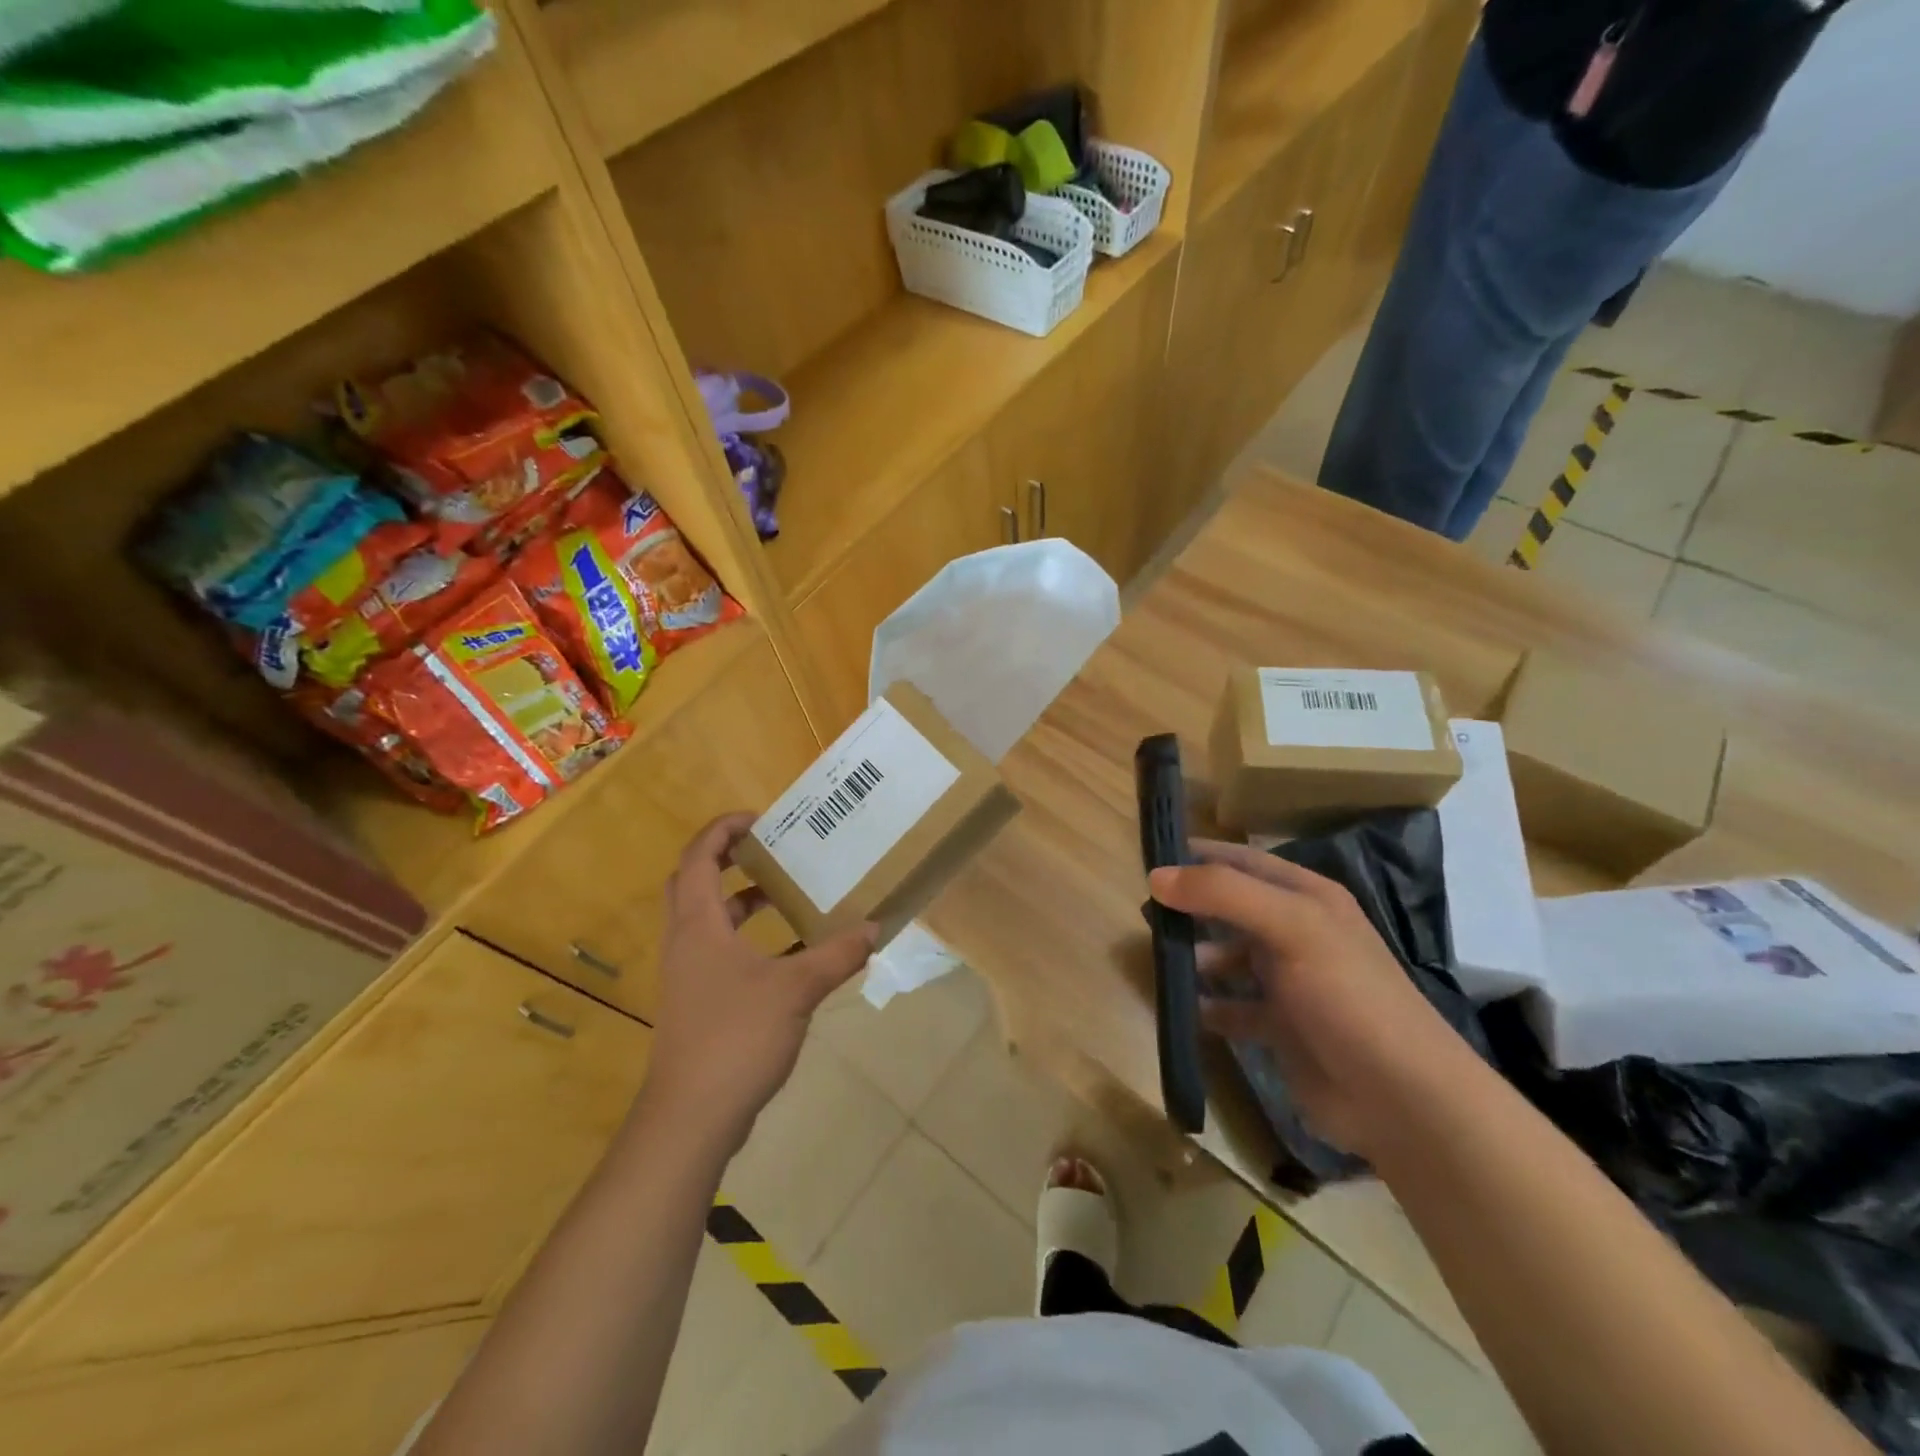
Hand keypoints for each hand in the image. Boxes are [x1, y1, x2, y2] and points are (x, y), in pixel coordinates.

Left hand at [643, 813, 877, 1150]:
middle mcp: (686, 942)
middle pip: (693, 883)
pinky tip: (789, 954)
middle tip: (769, 850)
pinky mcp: (697, 1003)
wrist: (692, 1117)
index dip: (723, 830)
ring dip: (740, 901)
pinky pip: (719, 952)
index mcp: (698, 925)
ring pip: (707, 920)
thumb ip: (836, 955)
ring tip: (784, 894)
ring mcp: (688, 976)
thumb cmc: (736, 1037)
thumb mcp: (796, 989)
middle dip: (728, 860)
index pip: (698, 858)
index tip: (760, 819)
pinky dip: (748, 940)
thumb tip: (874, 928)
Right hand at [1148, 840, 1476, 1157]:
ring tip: (1159, 963)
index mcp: (1308, 898)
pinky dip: (1207, 1006)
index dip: (1200, 855)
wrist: (1401, 1099)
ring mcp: (1289, 983)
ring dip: (1194, 958)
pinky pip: (1231, 1007)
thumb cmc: (1347, 996)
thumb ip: (1223, 894)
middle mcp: (1297, 933)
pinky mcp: (1280, 1027)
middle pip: (1231, 909)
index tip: (1151, 858)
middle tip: (1143, 913)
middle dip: (1189, 908)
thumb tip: (1156, 876)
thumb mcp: (1291, 927)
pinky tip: (1183, 1009)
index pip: (1244, 861)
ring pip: (1227, 957)